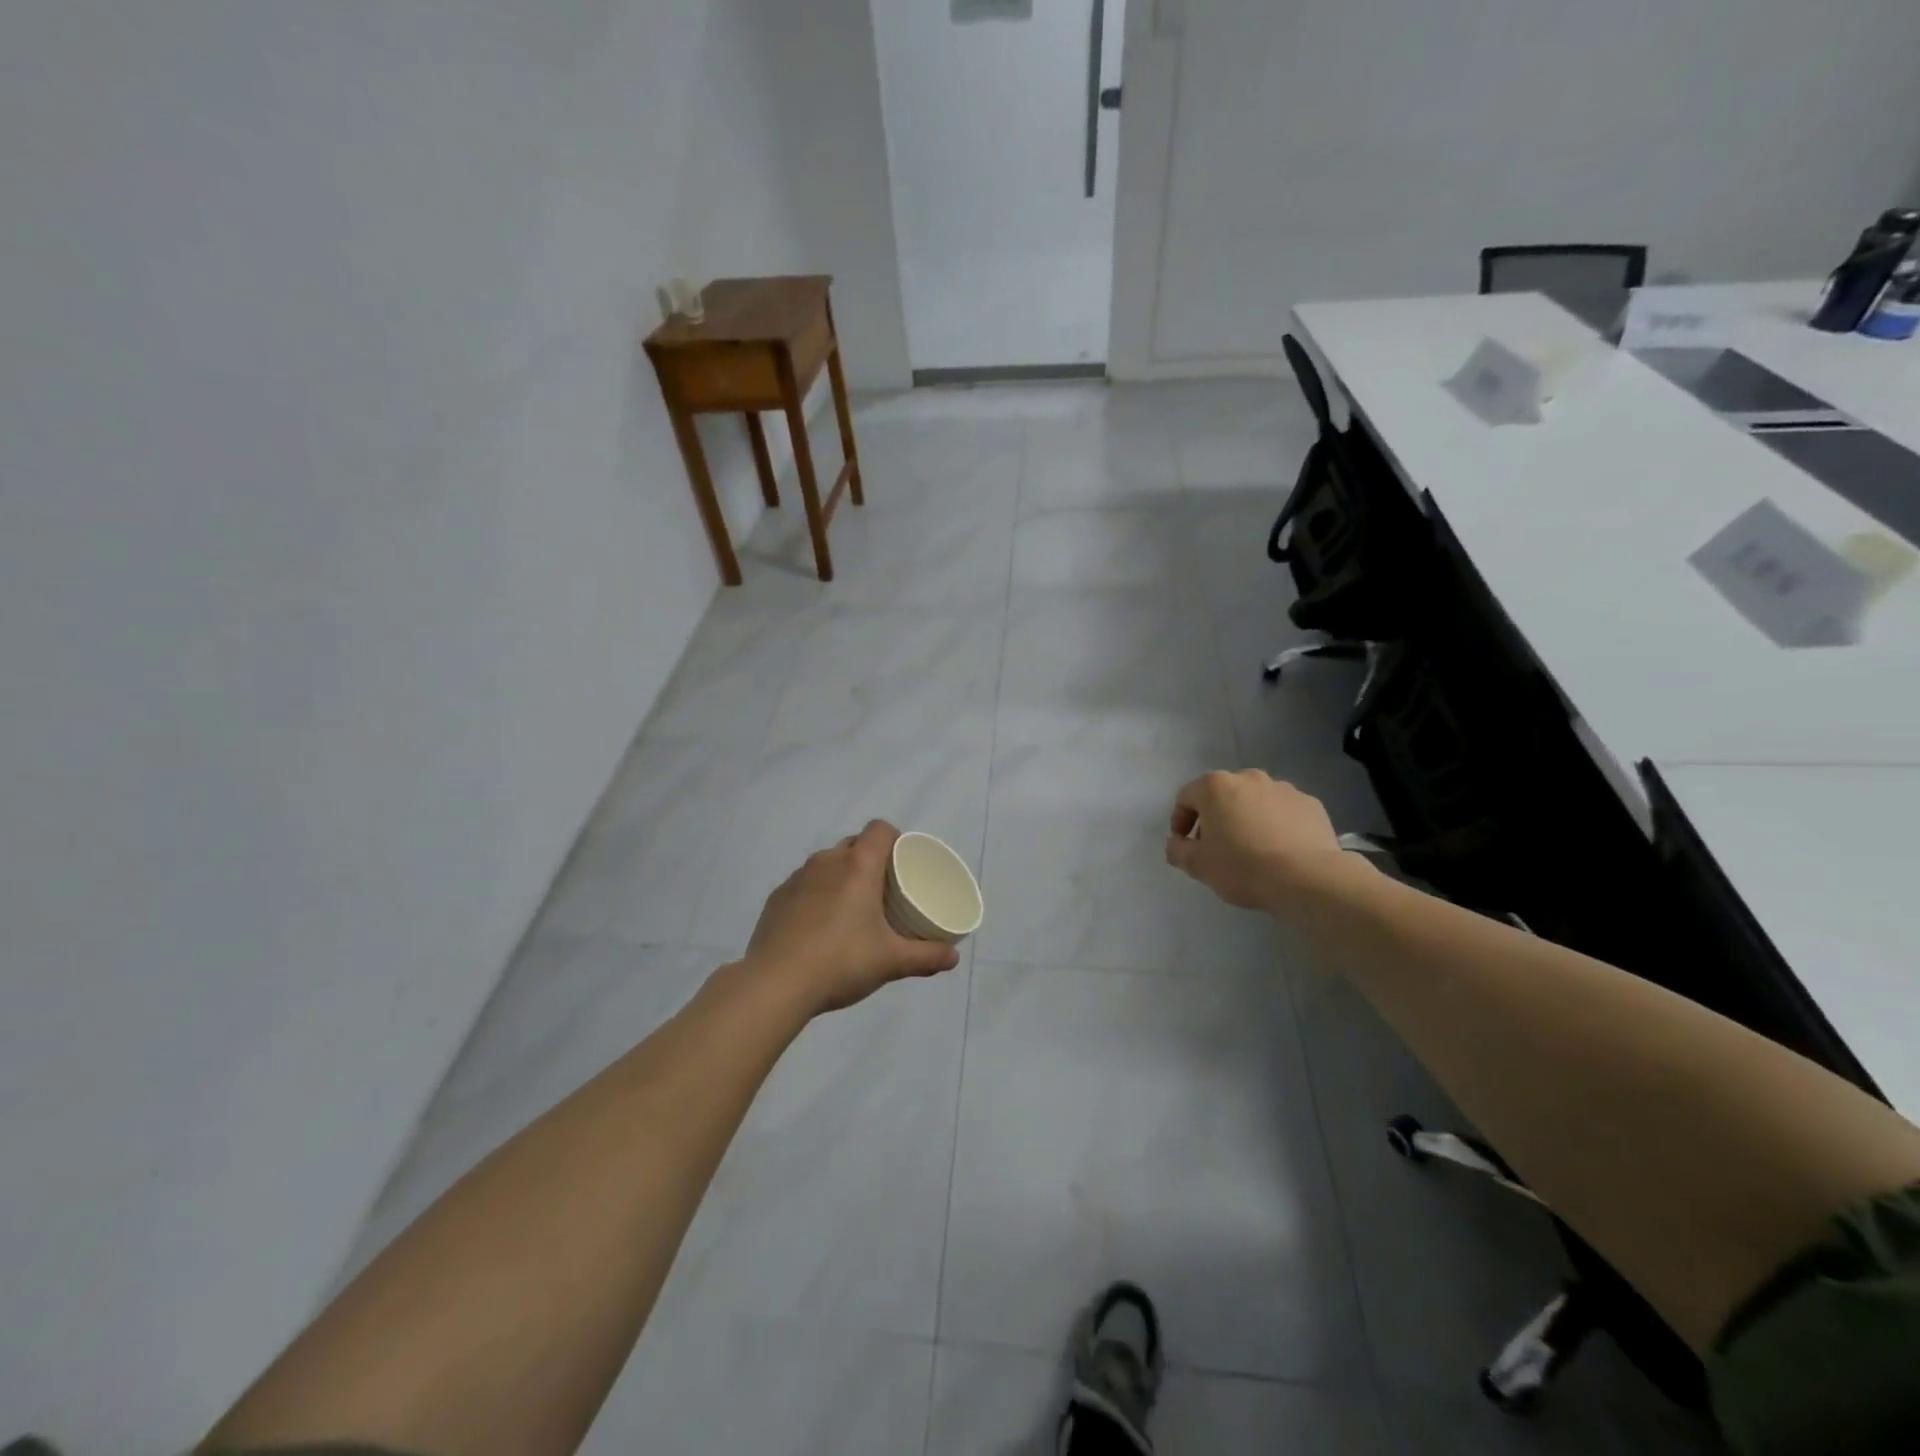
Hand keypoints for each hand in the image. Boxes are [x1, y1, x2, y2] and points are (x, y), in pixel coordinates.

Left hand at [743, 820, 960, 1015]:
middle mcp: (826, 862)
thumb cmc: (841, 962)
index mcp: (858, 866)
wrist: (775, 984)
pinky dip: (816, 895)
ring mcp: (797, 878)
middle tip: (883, 891)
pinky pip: (804, 885)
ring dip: (841, 877)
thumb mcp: (891, 961)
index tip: (902, 862)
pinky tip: (819, 927)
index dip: (894, 839)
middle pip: (854, 845)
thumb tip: (954, 958)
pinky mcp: (776, 898)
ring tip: (851, 909)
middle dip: (870, 860)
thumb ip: (926, 956)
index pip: (880, 829)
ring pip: (826, 864)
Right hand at [1164, 770, 1358, 914]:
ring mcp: (1283, 788)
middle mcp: (1248, 778)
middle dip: (1216, 817)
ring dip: (1247, 818)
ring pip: (1255, 801)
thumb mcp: (1198, 865)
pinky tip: (1280, 849)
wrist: (1307, 878)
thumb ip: (1178, 850)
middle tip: (1217, 846)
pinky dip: (1277, 824)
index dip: (1180, 821)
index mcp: (1215, 786)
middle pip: (1222, 795)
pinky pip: (1284, 811)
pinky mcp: (1310, 803)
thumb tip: (1177, 843)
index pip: (1186, 798)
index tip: (1184, 844)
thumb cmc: (1242, 866)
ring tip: (1253, 848)